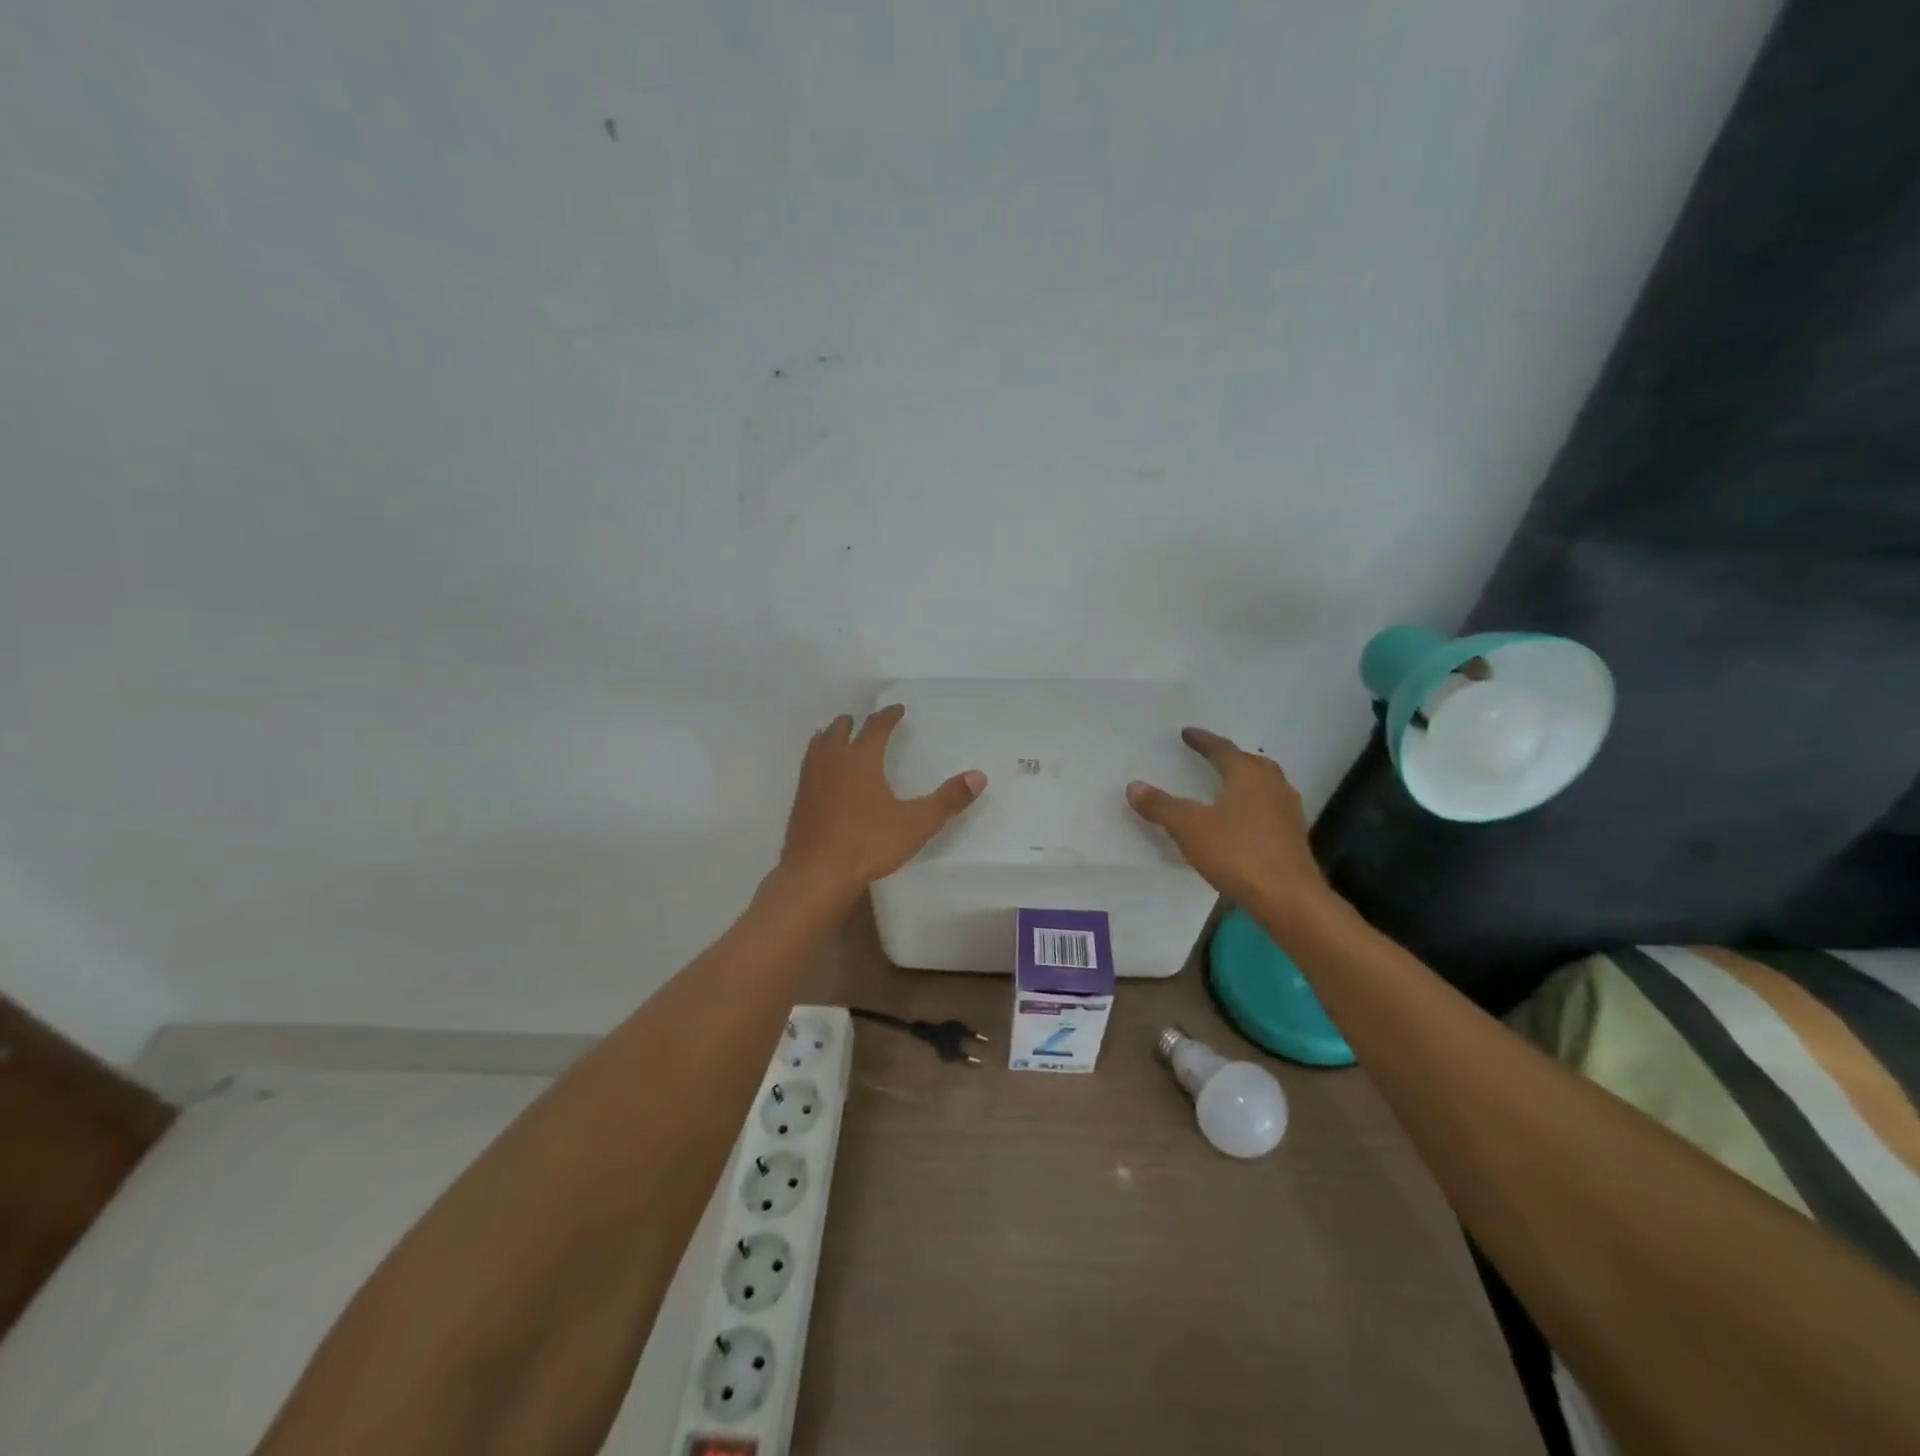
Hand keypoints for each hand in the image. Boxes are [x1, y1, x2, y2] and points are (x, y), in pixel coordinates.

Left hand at [778, 705, 985, 903]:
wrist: (816, 875)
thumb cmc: (868, 844)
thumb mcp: (916, 823)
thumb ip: (948, 799)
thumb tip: (979, 776)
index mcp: (861, 758)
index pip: (876, 726)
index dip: (888, 715)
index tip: (897, 709)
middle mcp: (833, 760)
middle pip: (841, 730)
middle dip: (856, 723)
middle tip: (867, 722)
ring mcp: (811, 779)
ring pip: (820, 744)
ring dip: (832, 736)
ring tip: (838, 736)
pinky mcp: (799, 800)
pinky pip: (809, 765)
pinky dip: (817, 756)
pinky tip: (821, 772)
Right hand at [1126, 728, 1327, 912]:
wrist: (1287, 897)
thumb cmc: (1236, 852)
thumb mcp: (1189, 827)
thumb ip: (1161, 805)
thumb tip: (1134, 786)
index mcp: (1248, 775)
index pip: (1222, 749)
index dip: (1203, 741)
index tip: (1187, 733)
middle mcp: (1273, 785)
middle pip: (1250, 763)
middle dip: (1230, 758)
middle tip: (1211, 757)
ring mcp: (1288, 811)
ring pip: (1265, 786)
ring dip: (1245, 782)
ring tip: (1227, 786)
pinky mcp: (1294, 837)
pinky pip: (1270, 809)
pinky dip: (1253, 806)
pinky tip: (1242, 821)